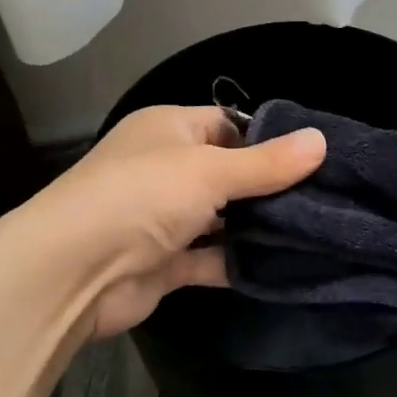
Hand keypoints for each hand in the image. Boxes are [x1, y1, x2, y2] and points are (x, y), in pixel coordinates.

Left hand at [10, 105, 325, 341]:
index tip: (313, 156)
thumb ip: (267, 162)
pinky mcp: (164, 262)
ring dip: (256, 225)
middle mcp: (165, 169)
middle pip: (228, 172)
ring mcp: (163, 218)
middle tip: (325, 195)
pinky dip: (238, 260)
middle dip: (268, 185)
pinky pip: (210, 257)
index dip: (267, 137)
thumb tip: (321, 141)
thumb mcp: (210, 171)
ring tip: (316, 228)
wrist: (72, 273)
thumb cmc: (142, 197)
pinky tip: (283, 264)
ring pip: (221, 217)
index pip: (227, 124)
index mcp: (168, 130)